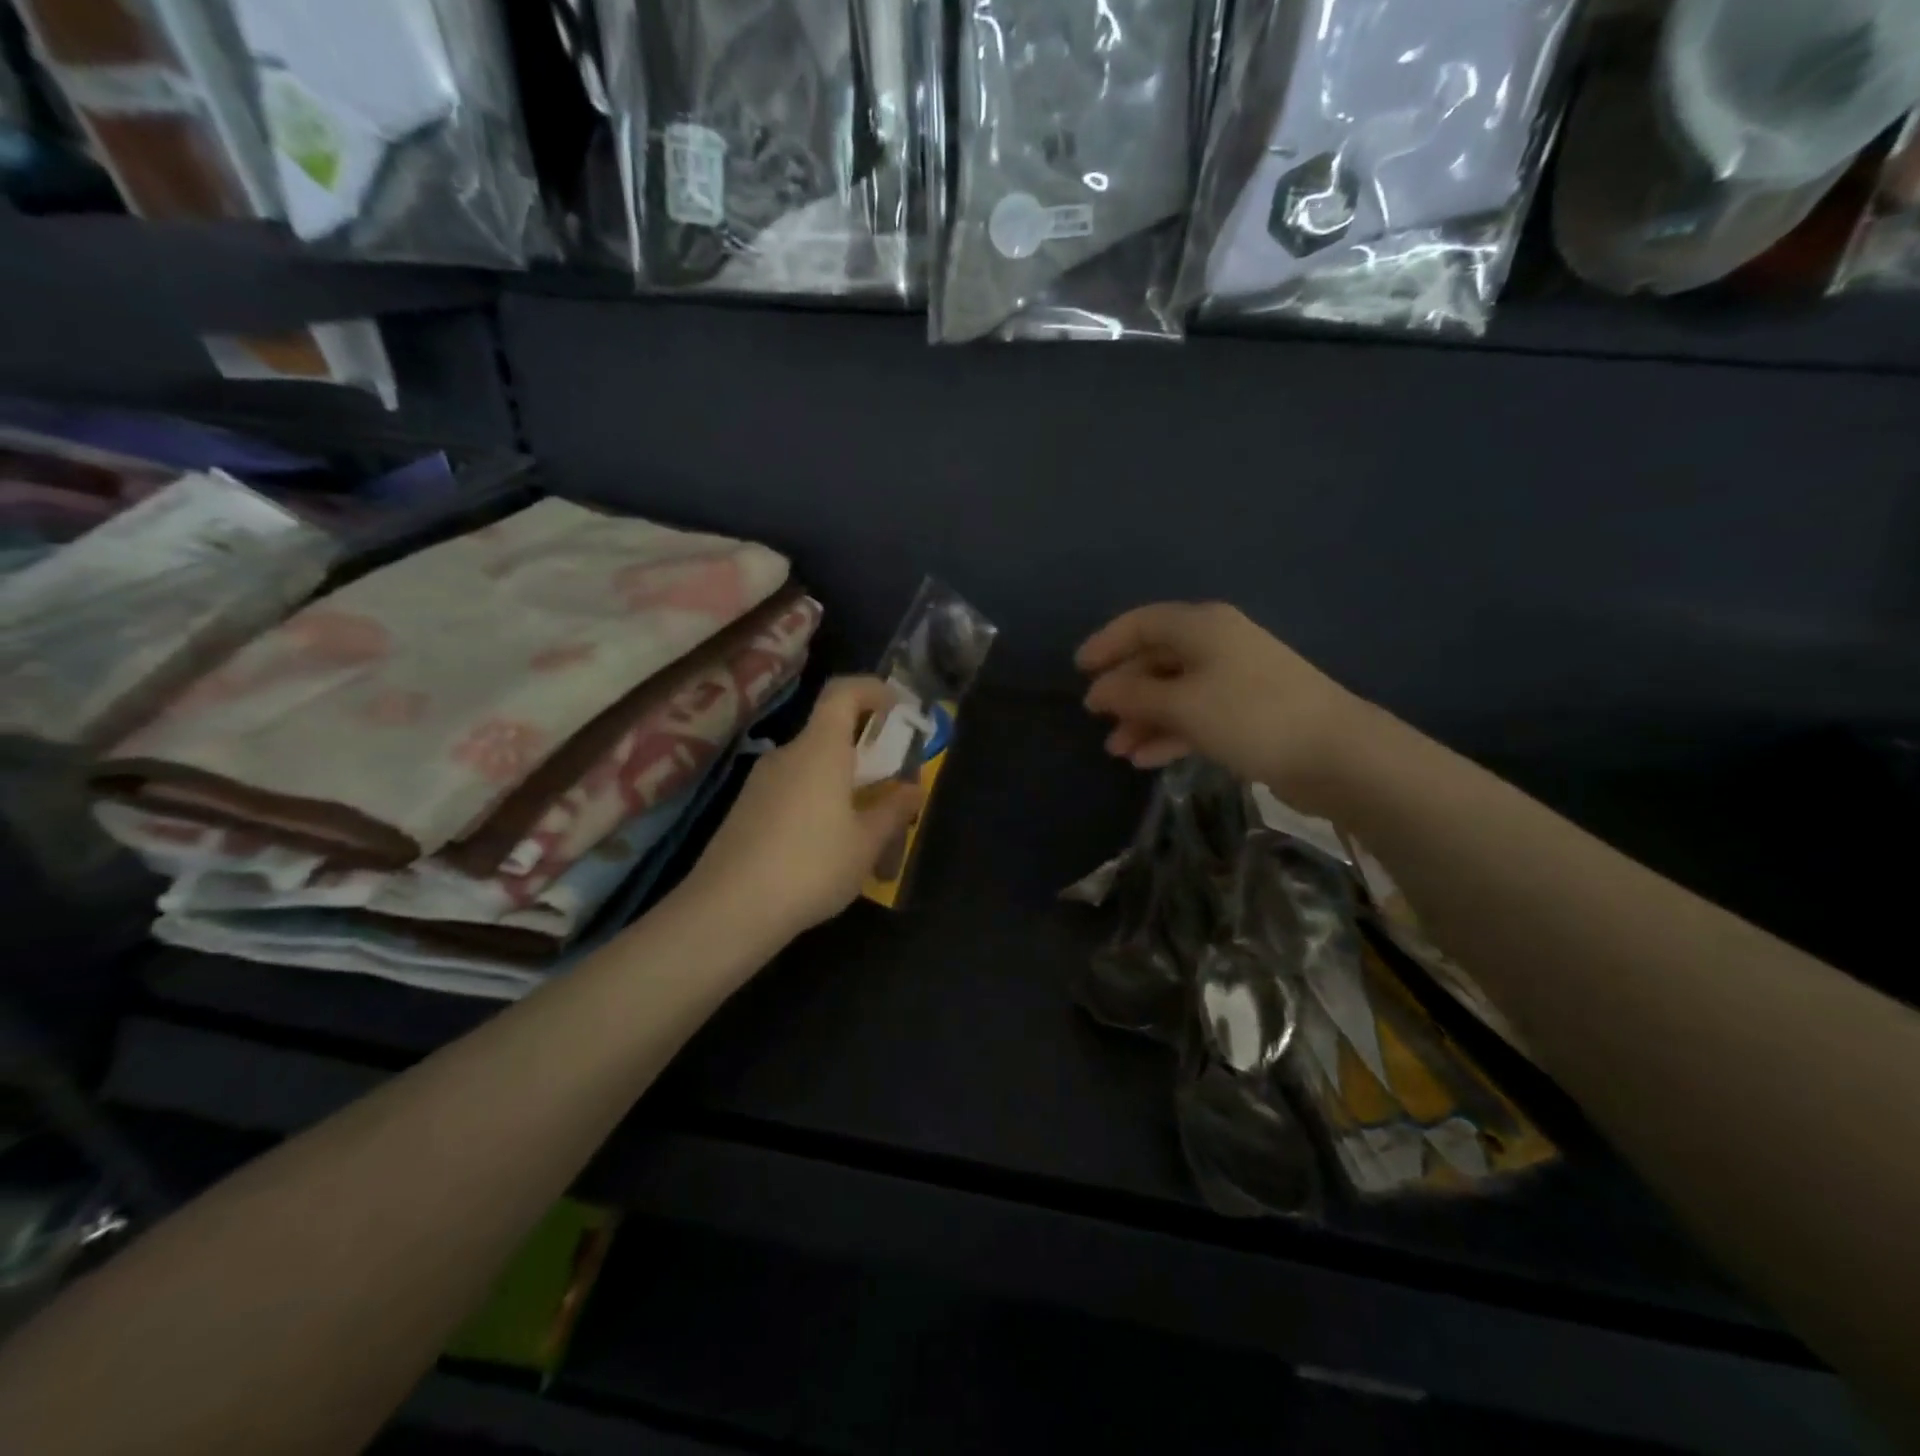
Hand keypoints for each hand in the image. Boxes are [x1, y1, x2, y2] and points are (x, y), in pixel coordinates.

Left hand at [685, 677, 921, 938]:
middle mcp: (787, 755)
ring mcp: (761, 782)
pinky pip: (792, 791)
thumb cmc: (811, 867)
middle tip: (893, 785)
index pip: (844, 692)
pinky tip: (827, 848)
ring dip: (842, 783)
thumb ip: (893, 810)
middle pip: (829, 732)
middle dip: (866, 751)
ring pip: (812, 767)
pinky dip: (818, 803)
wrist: (728, 910)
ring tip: (866, 828)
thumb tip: (913, 789)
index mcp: (820, 749)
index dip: (874, 691)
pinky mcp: (746, 810)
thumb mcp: (866, 843)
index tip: (900, 712)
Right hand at [1077, 603, 1368, 814]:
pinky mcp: (1246, 712)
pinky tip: (1146, 759)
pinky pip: (1195, 715)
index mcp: (1202, 627)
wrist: (1334, 754)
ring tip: (1118, 751)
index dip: (1107, 643)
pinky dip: (1169, 733)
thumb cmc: (1249, 716)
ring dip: (1143, 719)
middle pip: (1156, 659)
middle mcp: (1216, 644)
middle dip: (1124, 691)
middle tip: (1097, 719)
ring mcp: (1233, 679)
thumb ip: (1133, 696)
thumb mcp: (1182, 705)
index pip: (1142, 623)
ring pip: (1174, 692)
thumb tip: (1097, 691)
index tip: (1079, 670)